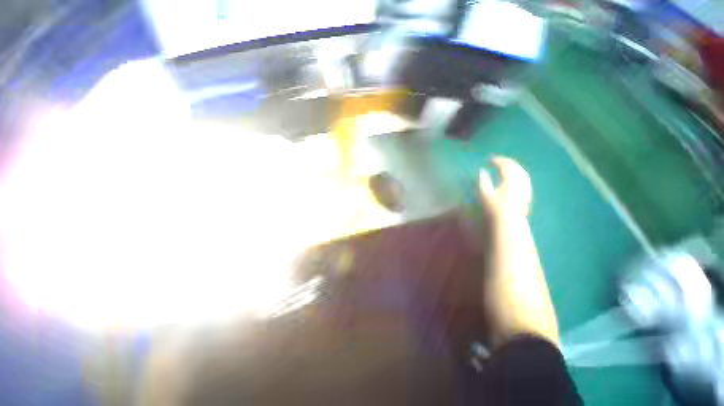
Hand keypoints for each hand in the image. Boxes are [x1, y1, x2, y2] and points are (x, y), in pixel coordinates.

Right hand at [479, 157, 531, 217]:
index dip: (498, 161)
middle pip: (516, 167)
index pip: (505, 165)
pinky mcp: (527, 194)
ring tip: (507, 167)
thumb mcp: (485, 194)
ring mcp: (526, 187)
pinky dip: (518, 175)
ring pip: (522, 173)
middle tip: (498, 161)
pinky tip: (515, 178)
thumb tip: (481, 171)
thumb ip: (483, 181)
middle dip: (507, 162)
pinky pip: (525, 179)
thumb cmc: (494, 207)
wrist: (508, 221)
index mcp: (510, 179)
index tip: (490, 159)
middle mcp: (520, 181)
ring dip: (514, 168)